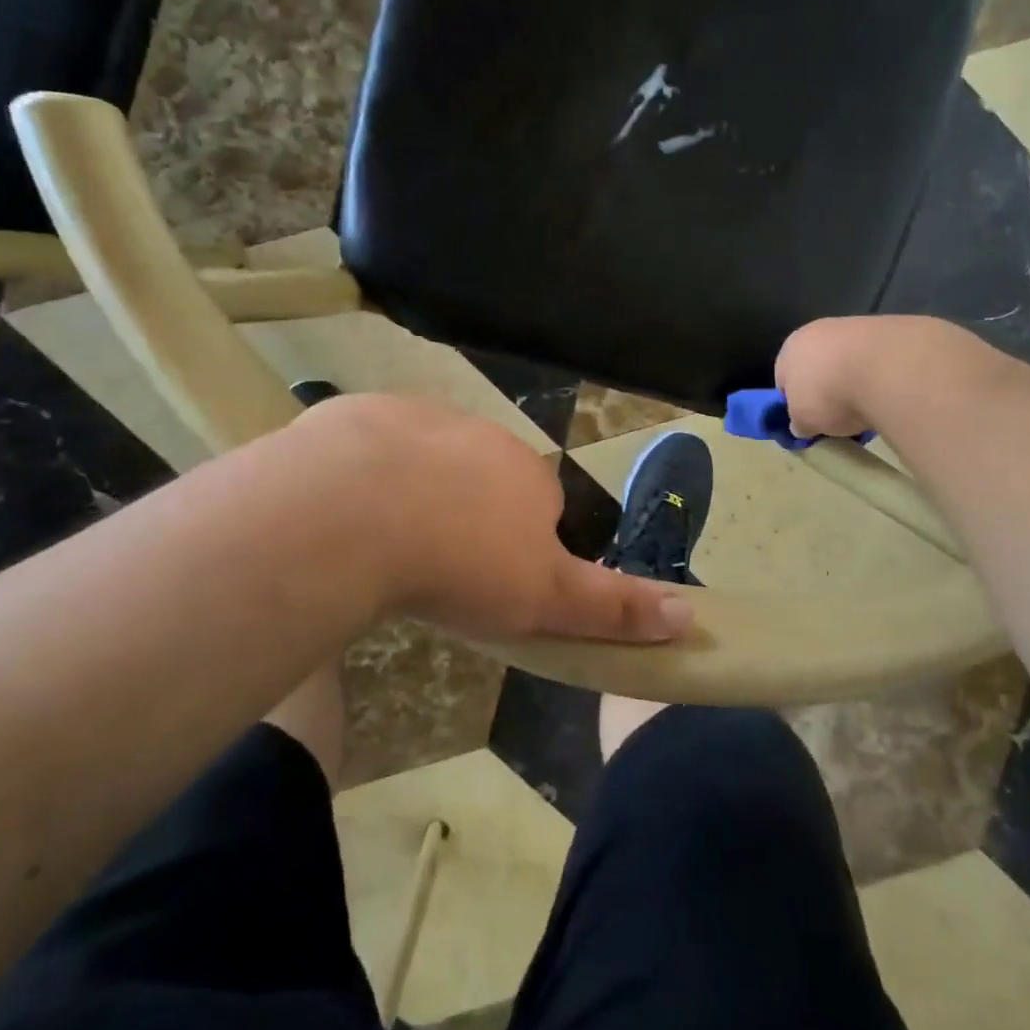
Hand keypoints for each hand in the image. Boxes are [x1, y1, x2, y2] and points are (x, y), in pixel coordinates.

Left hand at [282, 394, 691, 644]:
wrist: (351, 510)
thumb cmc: (460, 562)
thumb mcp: (544, 601)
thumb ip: (613, 607)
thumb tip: (688, 616)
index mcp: (529, 473)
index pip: (539, 506)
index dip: (515, 546)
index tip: (483, 582)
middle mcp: (482, 434)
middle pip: (482, 477)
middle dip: (465, 513)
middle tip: (428, 566)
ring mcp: (419, 415)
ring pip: (426, 458)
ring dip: (413, 490)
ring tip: (379, 542)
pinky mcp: (363, 412)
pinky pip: (370, 444)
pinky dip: (362, 471)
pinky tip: (341, 509)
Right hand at [775, 317, 888, 439]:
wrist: (885, 368)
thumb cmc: (829, 393)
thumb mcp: (804, 421)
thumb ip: (799, 422)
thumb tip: (801, 425)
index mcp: (789, 348)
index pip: (784, 378)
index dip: (795, 402)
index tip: (809, 421)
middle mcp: (817, 331)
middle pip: (817, 366)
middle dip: (826, 389)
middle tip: (838, 416)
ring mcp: (853, 327)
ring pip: (847, 361)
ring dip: (854, 381)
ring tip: (868, 407)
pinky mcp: (887, 330)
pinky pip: (875, 360)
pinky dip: (878, 375)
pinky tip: (888, 392)